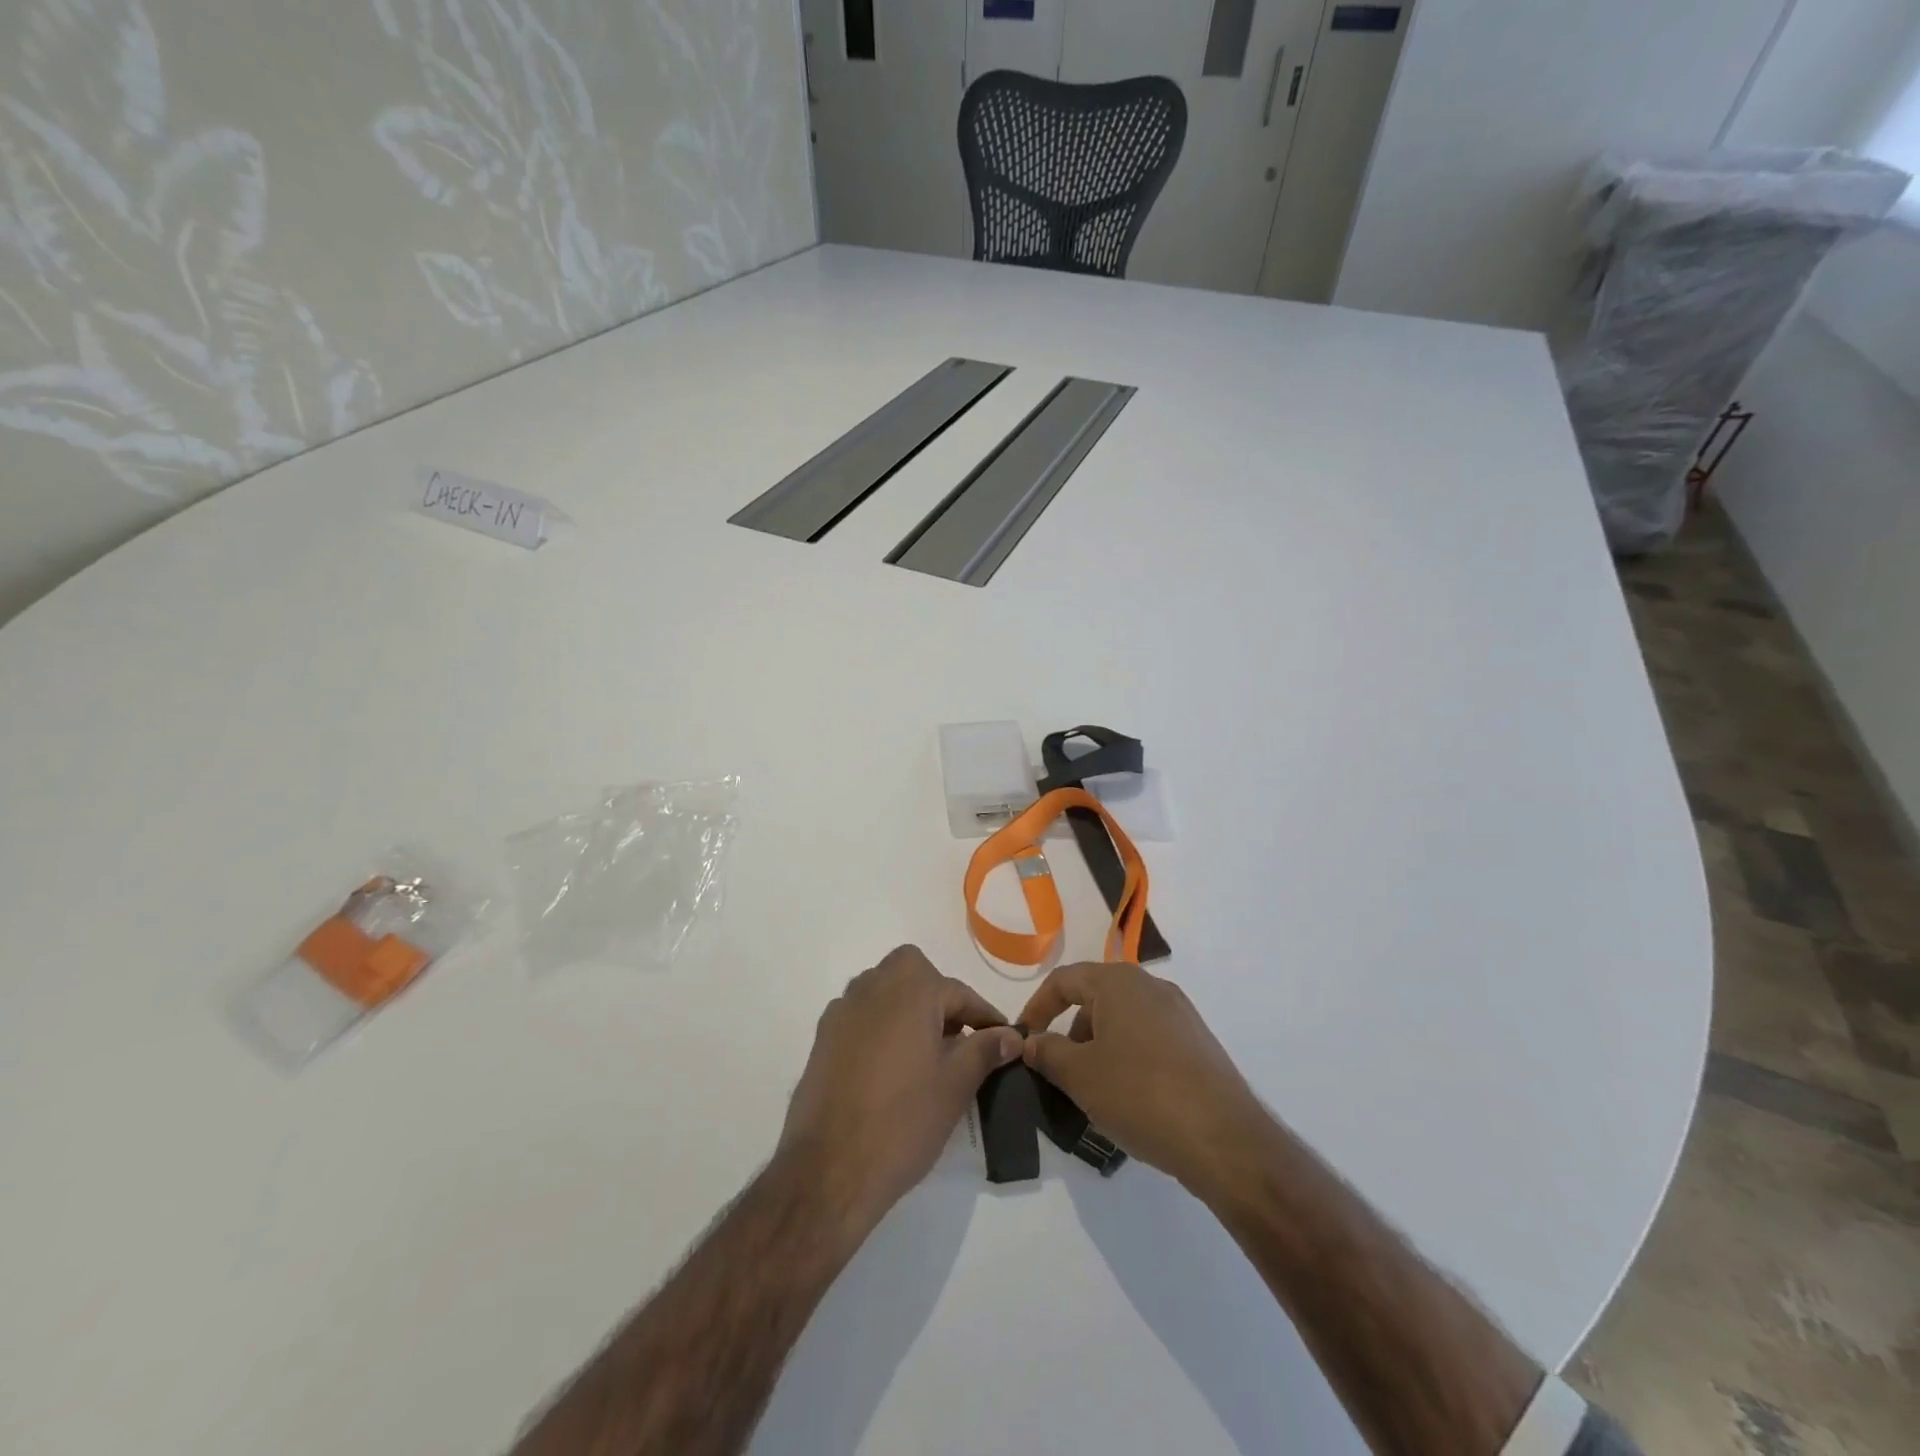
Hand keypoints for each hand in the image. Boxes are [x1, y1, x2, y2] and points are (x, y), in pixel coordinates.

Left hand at [779, 946, 1021, 1239]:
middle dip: (939, 998)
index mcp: (910, 989)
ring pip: (884, 992)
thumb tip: (1010, 1035)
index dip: (985, 1017)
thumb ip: (985, 1050)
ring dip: (908, 1009)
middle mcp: (872, 986)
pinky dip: (881, 1028)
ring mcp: (842, 1011)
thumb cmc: (903, 1120)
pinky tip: (890, 1068)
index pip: (958, 992)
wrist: (829, 1168)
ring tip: (926, 1054)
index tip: (1004, 1039)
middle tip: (957, 1039)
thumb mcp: (956, 1085)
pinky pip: (862, 1017)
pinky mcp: (822, 1038)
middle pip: (914, 974)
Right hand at [1018, 961, 1264, 1194]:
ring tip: (1092, 1092)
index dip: (1037, 1007)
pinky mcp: (1198, 1043)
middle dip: (1070, 1031)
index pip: (1064, 980)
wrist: (1225, 1139)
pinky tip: (1129, 1099)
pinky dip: (1128, 1058)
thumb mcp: (1080, 1076)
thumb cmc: (1141, 1095)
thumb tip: (1032, 1042)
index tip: (1024, 1039)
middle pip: (1095, 998)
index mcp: (1119, 982)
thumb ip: (1048, 1053)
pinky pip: (1149, 1039)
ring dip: (1099, 1048)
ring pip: (1123, 1021)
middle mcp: (1152, 986)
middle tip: (1058, 1071)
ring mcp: (1180, 1014)